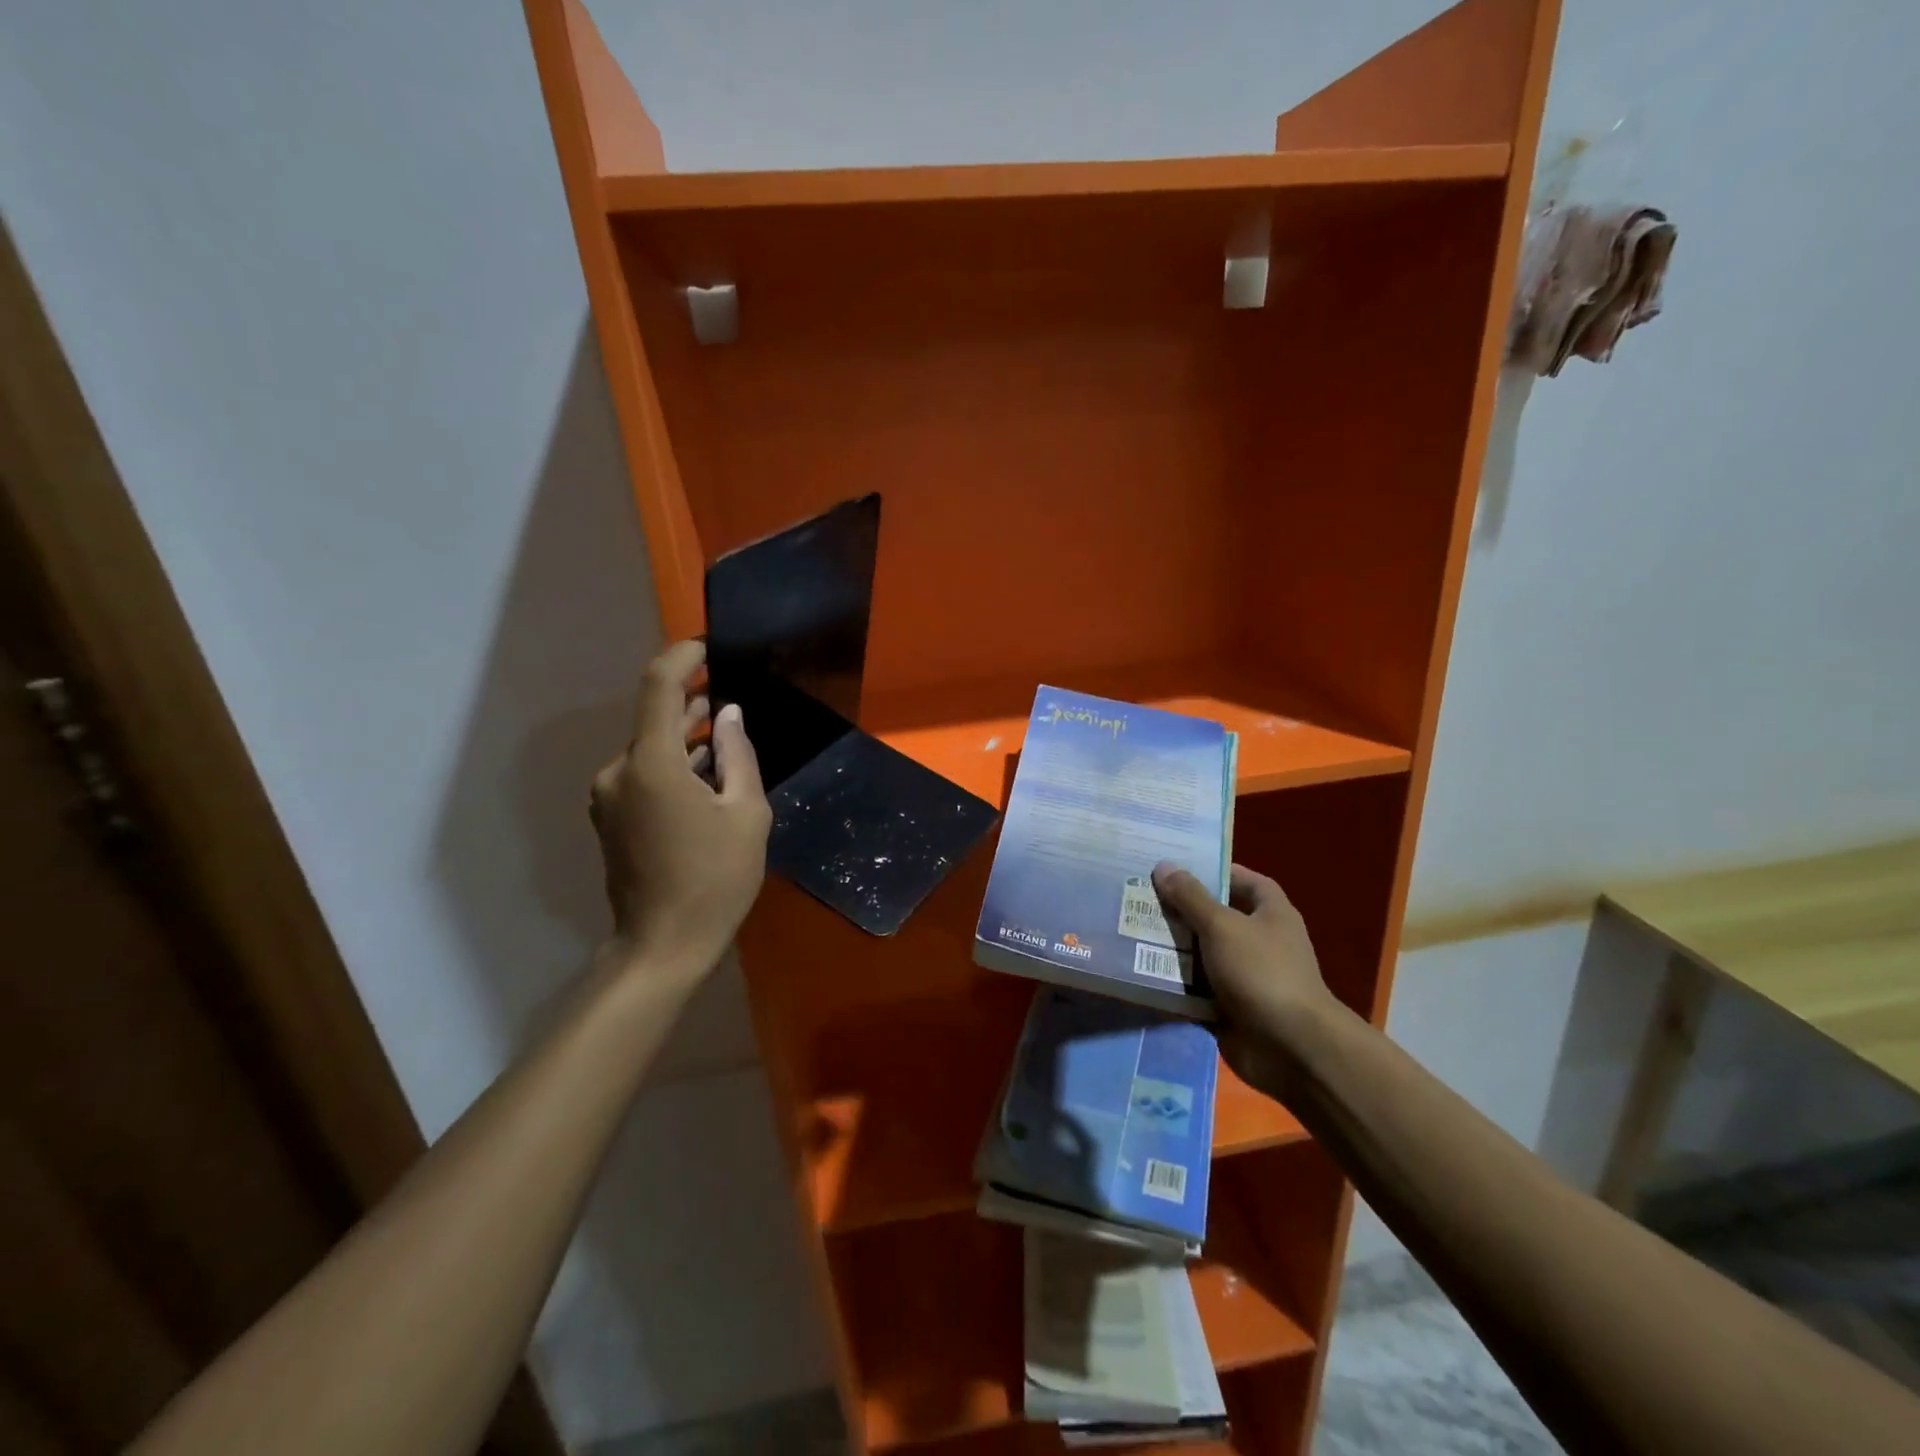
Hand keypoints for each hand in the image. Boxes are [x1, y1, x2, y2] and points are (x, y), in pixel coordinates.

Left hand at [590, 641, 771, 975]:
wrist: (663, 946)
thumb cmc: (715, 879)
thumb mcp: (746, 814)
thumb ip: (737, 756)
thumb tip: (727, 715)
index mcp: (652, 765)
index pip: (658, 687)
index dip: (682, 657)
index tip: (710, 646)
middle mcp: (619, 772)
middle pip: (654, 720)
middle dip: (692, 703)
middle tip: (732, 698)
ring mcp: (609, 796)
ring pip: (650, 749)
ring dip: (684, 738)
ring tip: (724, 736)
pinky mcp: (610, 817)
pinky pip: (643, 774)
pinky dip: (672, 765)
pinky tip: (704, 776)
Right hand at [1152, 862, 1334, 1094]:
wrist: (1290, 1048)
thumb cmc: (1262, 972)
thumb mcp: (1222, 926)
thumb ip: (1191, 897)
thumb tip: (1164, 866)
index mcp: (1270, 914)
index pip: (1244, 880)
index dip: (1214, 871)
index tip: (1176, 867)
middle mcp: (1259, 941)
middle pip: (1215, 916)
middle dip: (1180, 908)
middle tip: (1139, 895)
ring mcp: (1244, 976)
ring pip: (1200, 953)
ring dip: (1171, 946)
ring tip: (1129, 928)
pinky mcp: (1228, 1006)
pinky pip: (1194, 989)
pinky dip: (1172, 983)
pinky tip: (1139, 970)